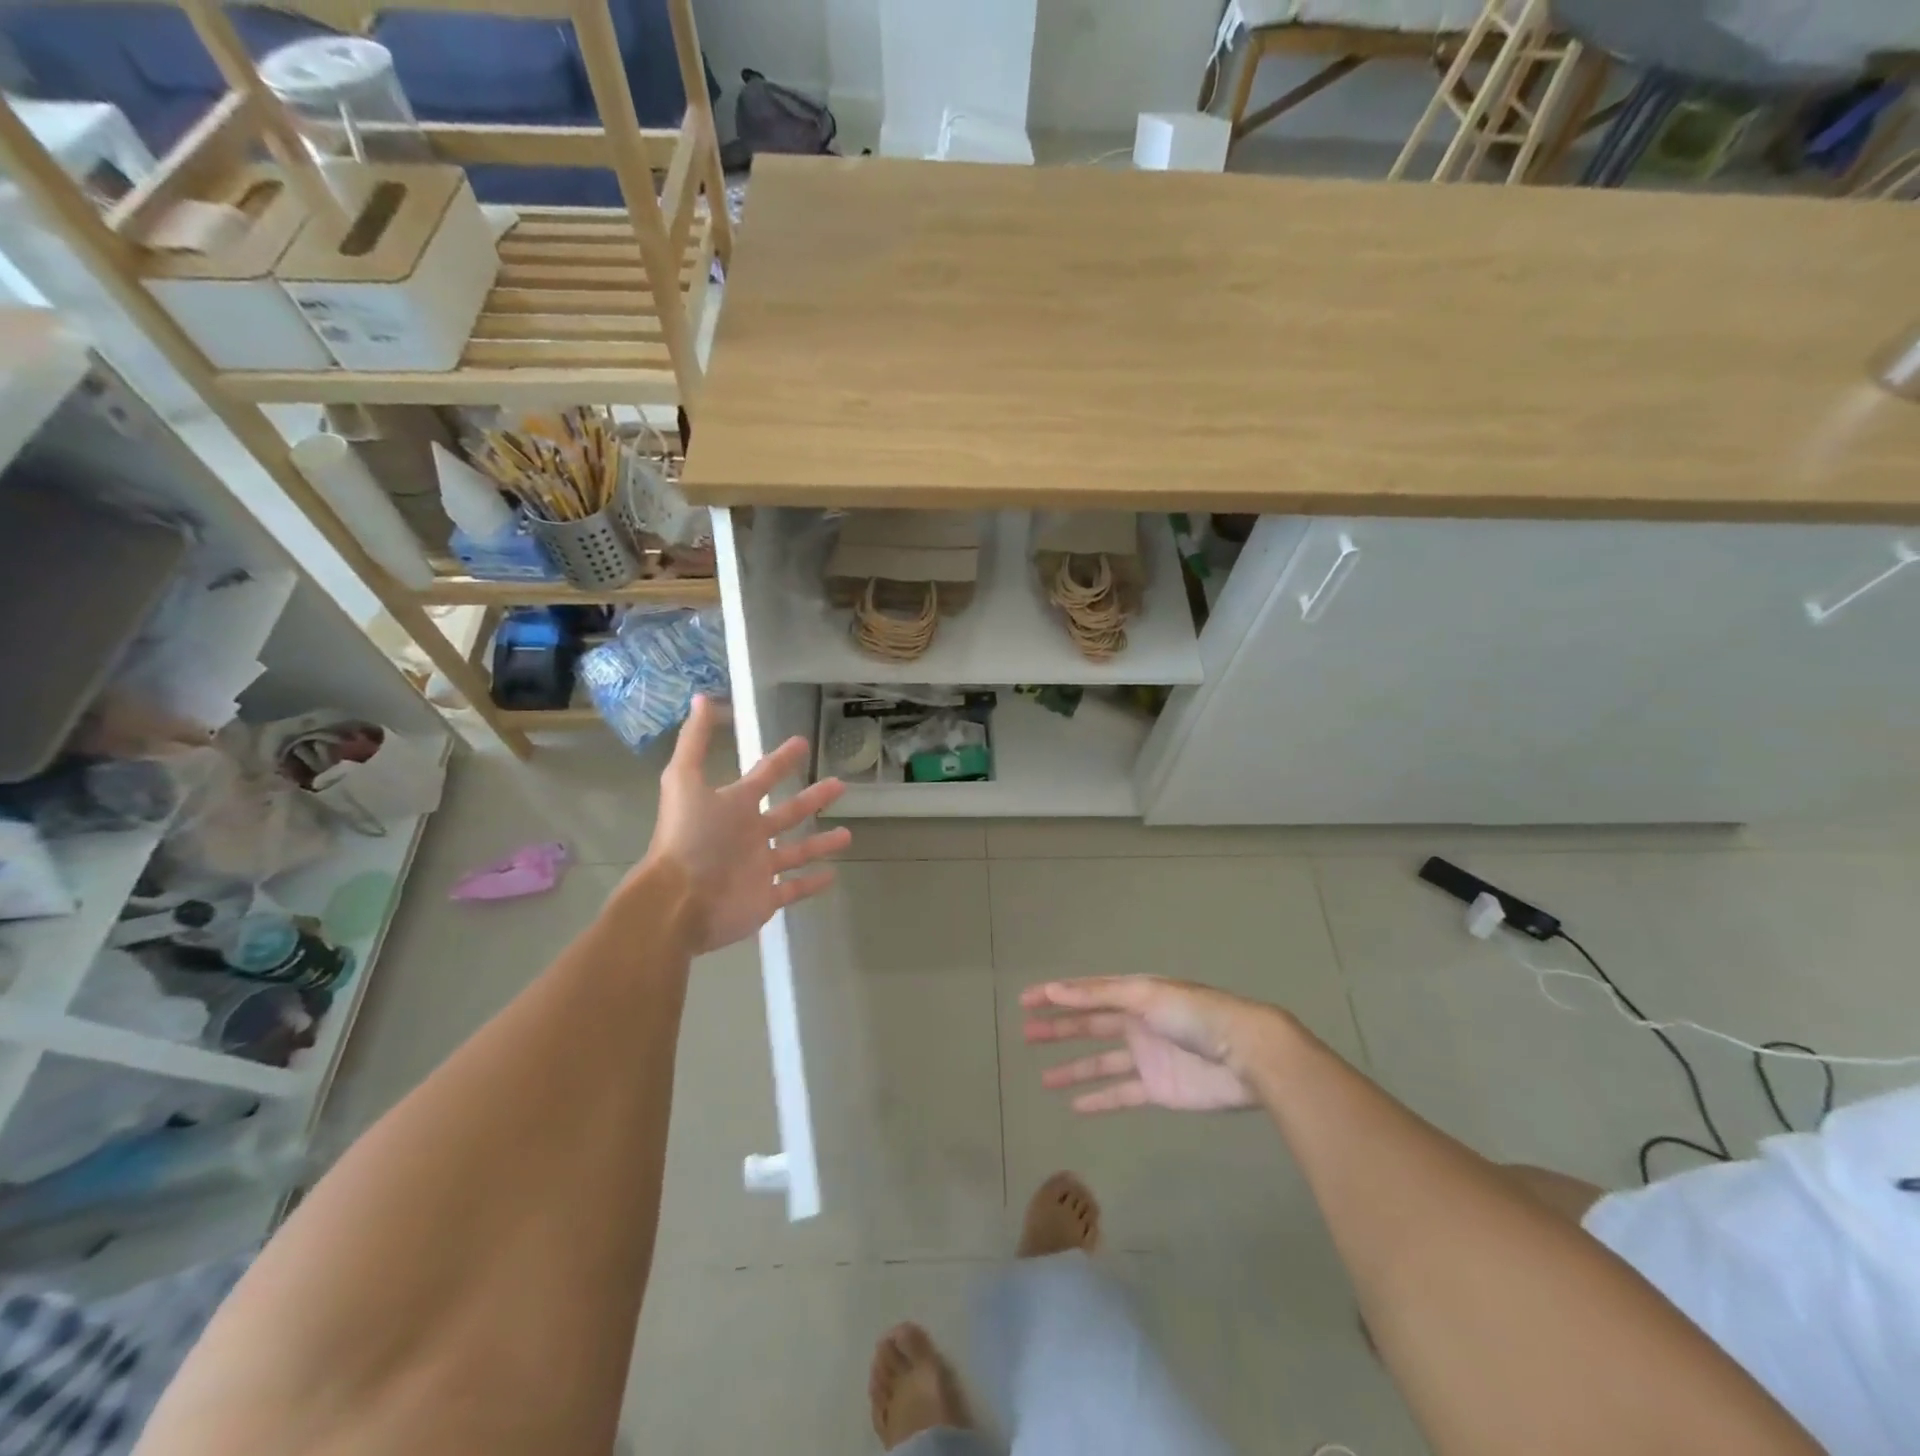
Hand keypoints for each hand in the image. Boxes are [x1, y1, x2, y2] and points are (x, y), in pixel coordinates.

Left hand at [633, 695, 851, 954]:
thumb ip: (695, 742)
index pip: (763, 777)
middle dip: (812, 798)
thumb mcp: (685, 781)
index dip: (782, 760)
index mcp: (732, 807)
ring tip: (848, 835)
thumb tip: (699, 697)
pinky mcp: (765, 898)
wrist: (678, 901)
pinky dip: (812, 883)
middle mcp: (747, 835)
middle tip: (839, 784)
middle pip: (786, 813)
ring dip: (819, 843)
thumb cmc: (688, 839)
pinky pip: (793, 889)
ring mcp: (757, 868)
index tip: (802, 743)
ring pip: (795, 851)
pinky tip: (834, 875)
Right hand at [1021, 976, 1286, 1112]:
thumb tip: (1054, 991)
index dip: (1056, 995)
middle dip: (1058, 1029)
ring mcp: (1147, 1057)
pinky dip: (1099, 1098)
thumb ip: (1099, 996)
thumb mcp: (1145, 995)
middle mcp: (1137, 1022)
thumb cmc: (1195, 1016)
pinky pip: (1121, 1093)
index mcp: (1134, 994)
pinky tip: (1075, 1105)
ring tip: (1043, 1078)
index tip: (1025, 1001)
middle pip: (1089, 1025)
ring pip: (1100, 1062)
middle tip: (1026, 1034)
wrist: (1247, 1055)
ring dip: (1073, 1068)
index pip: (1087, 993)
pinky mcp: (1158, 1089)